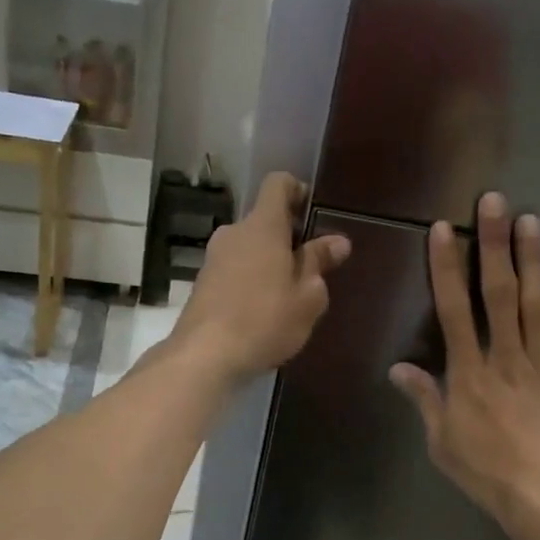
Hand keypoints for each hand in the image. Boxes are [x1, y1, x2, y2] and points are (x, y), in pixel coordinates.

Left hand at [172, 172, 351, 381]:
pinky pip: (234, 269)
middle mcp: (234, 233)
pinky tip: (263, 310)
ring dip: (269, 261)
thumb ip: (319, 263)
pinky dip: (251, 279)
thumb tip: (337, 241)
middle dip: (288, 236)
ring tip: (289, 294)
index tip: (313, 212)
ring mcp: (213, 258)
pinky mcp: (202, 283)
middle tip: (310, 265)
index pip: (278, 184)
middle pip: (264, 220)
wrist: (205, 355)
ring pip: (248, 247)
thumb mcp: (307, 296)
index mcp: (263, 226)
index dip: (297, 190)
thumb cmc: (265, 320)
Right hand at [390, 193, 539, 538]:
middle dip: (493, 245)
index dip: (446, 267)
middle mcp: (506, 357)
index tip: (444, 230)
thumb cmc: (489, 473)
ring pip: (538, 303)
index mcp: (469, 373)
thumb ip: (424, 400)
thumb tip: (399, 368)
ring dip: (533, 260)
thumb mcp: (442, 442)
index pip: (454, 309)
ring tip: (531, 220)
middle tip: (494, 202)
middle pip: (498, 293)